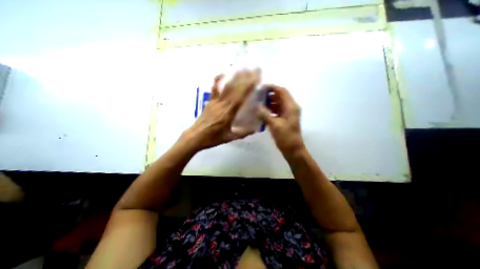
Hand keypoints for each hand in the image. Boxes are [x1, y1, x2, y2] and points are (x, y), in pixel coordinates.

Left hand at [182, 70, 260, 149]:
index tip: (257, 78)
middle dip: (246, 77)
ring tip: (243, 68)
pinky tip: (222, 73)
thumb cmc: (213, 138)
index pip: (240, 96)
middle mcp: (222, 104)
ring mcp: (215, 101)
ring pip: (226, 86)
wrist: (195, 137)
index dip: (249, 86)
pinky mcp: (210, 101)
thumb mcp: (229, 137)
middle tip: (254, 69)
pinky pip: (215, 89)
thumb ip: (242, 133)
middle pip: (235, 88)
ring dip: (235, 76)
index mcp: (228, 113)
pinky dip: (218, 80)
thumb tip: (254, 130)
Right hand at [257, 85, 305, 156]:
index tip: (261, 87)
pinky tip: (262, 112)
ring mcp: (288, 114)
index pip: (282, 91)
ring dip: (269, 102)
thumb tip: (257, 106)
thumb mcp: (274, 125)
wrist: (293, 150)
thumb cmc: (286, 137)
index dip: (272, 87)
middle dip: (269, 95)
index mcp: (291, 107)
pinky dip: (270, 109)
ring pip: (277, 103)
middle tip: (257, 96)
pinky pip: (276, 111)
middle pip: (280, 96)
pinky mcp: (284, 119)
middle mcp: (291, 108)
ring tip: (258, 103)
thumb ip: (265, 114)